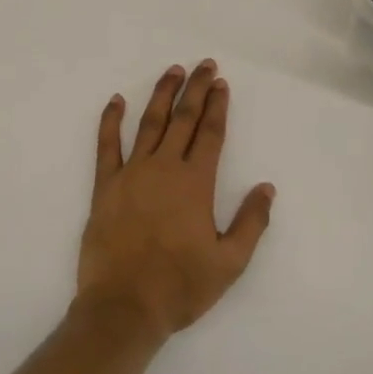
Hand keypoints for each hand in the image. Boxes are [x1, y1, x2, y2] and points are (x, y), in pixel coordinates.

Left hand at [76, 61, 274, 341]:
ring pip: (149, 123)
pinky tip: (116, 100)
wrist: (123, 308)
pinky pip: (107, 145)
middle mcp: (165, 168)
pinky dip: (110, 120)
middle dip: (196, 89)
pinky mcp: (105, 186)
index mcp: (196, 183)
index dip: (218, 106)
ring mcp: (132, 173)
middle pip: (184, 118)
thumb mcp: (229, 263)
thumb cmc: (180, 287)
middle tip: (204, 65)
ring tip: (173, 71)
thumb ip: (251, 222)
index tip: (221, 83)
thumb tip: (266, 187)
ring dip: (162, 94)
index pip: (211, 133)